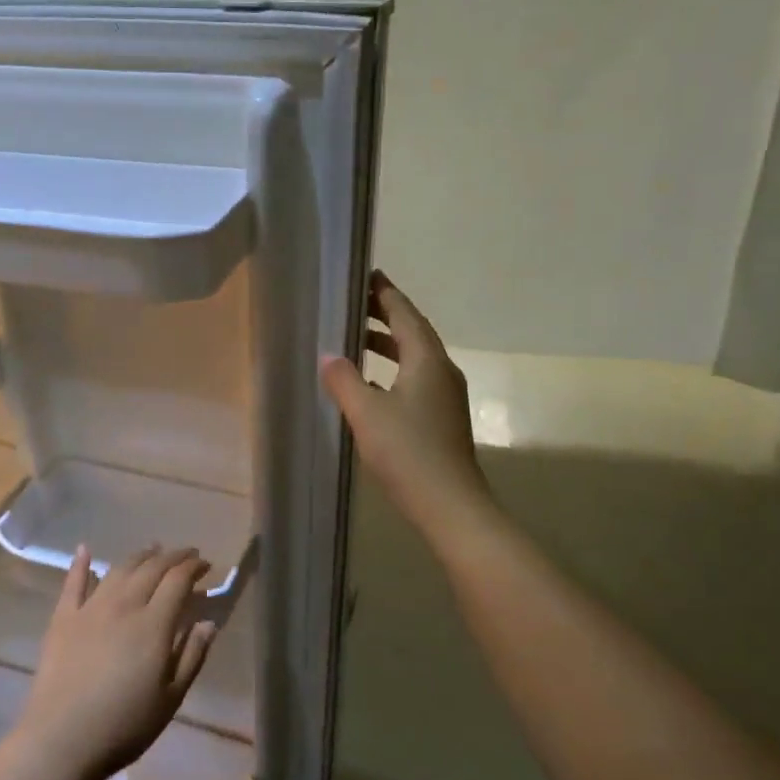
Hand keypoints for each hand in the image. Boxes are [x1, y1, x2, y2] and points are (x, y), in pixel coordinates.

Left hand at [13, 544, 217, 779]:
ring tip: (152, 550)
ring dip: (139, 556)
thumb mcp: (171, 698)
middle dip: (172, 557)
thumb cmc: (124, 725)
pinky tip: (84, 549)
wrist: (60, 741)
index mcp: (153, 623)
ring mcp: (90, 609)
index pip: (178, 580)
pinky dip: (80, 564)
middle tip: (186, 554)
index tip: (206, 564)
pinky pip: (72, 583)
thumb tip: (208, 622)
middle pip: (151, 568)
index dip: (194, 567)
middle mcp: (123, 605)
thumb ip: (192, 656)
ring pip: (118, 570)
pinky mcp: (62, 619)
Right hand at [321, 269, 489, 532]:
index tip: (367, 275)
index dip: (385, 293)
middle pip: (413, 332)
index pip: (405, 314)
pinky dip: (392, 370)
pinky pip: (415, 379)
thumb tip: (329, 356)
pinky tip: (371, 385)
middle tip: (356, 302)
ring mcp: (445, 396)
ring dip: (388, 344)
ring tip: (357, 338)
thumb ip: (344, 380)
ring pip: (415, 358)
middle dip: (386, 314)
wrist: (450, 505)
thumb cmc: (408, 452)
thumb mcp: (366, 413)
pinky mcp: (441, 418)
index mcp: (427, 360)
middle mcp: (441, 371)